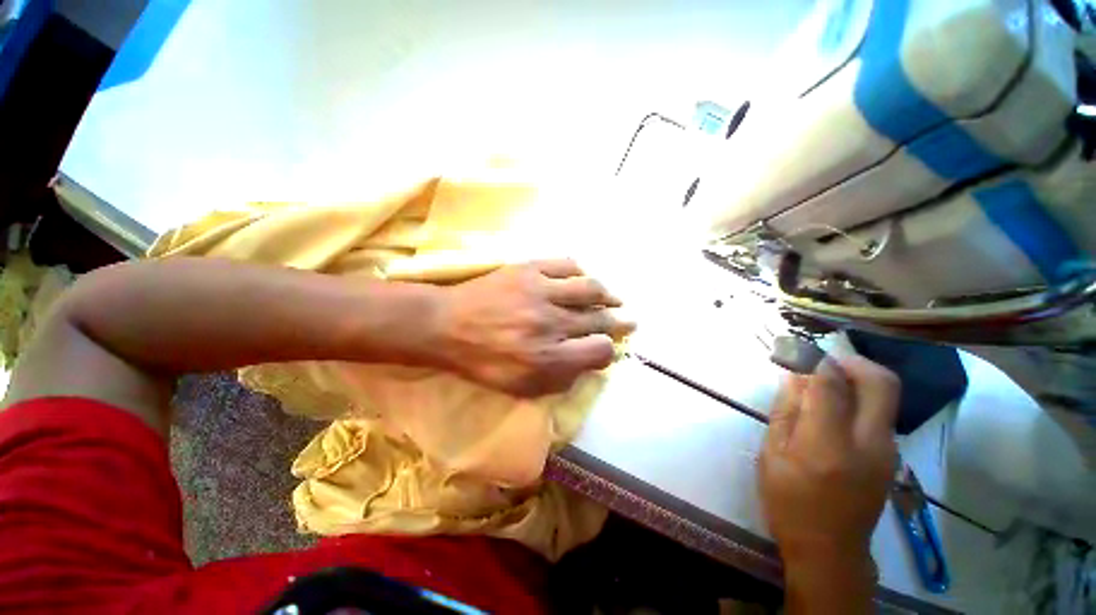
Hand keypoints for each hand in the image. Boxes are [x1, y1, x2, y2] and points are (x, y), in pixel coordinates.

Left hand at [432, 260, 634, 396]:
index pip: (598, 351)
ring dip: (608, 295)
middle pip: (599, 320)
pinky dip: (581, 273)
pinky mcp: (530, 269)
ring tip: (614, 299)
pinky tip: (582, 279)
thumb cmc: (481, 361)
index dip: (607, 350)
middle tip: (628, 321)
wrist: (446, 326)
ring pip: (591, 289)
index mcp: (548, 358)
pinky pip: (567, 265)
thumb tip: (588, 364)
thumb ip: (559, 380)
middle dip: (619, 323)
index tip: (605, 347)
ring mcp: (541, 292)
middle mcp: (551, 324)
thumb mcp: (519, 387)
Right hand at [759, 355, 898, 568]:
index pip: (830, 385)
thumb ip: (784, 413)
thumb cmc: (789, 503)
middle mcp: (868, 443)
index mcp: (827, 445)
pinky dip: (861, 396)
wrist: (830, 550)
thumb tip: (791, 377)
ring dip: (857, 376)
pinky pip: (881, 411)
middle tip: (823, 357)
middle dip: (852, 359)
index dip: (813, 358)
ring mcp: (887, 450)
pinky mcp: (891, 456)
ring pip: (886, 395)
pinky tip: (835, 405)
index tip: (796, 347)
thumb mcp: (771, 456)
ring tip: (824, 378)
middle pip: (880, 382)